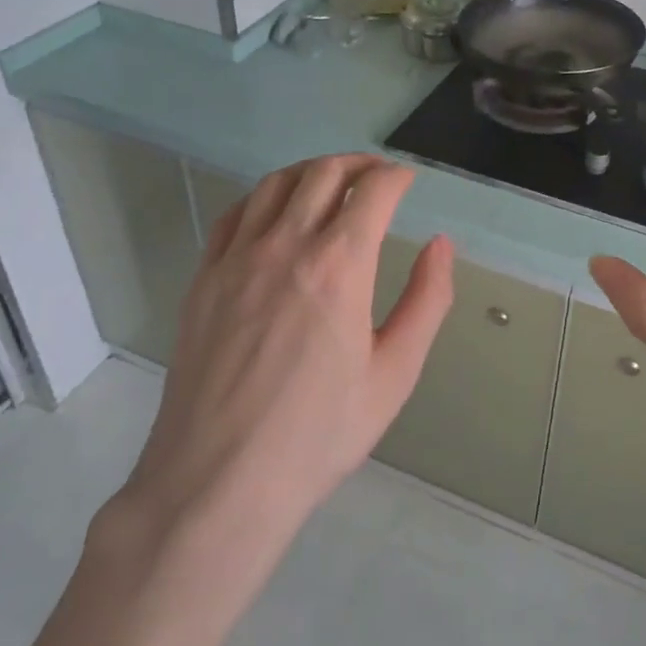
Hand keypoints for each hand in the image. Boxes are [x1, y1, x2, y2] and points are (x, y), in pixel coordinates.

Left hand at [122, 154, 454, 536]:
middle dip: (359, 164)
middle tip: (378, 176)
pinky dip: (264, 197)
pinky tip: (276, 214)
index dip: (396, 177)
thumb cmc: (318, 434)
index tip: (408, 182)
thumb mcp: (394, 374)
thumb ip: (427, 301)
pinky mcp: (204, 278)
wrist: (218, 481)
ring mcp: (237, 259)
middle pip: (324, 173)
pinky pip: (235, 214)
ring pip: (276, 183)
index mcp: (339, 266)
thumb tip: (441, 246)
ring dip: (312, 171)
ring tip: (332, 183)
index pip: (373, 190)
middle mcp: (286, 246)